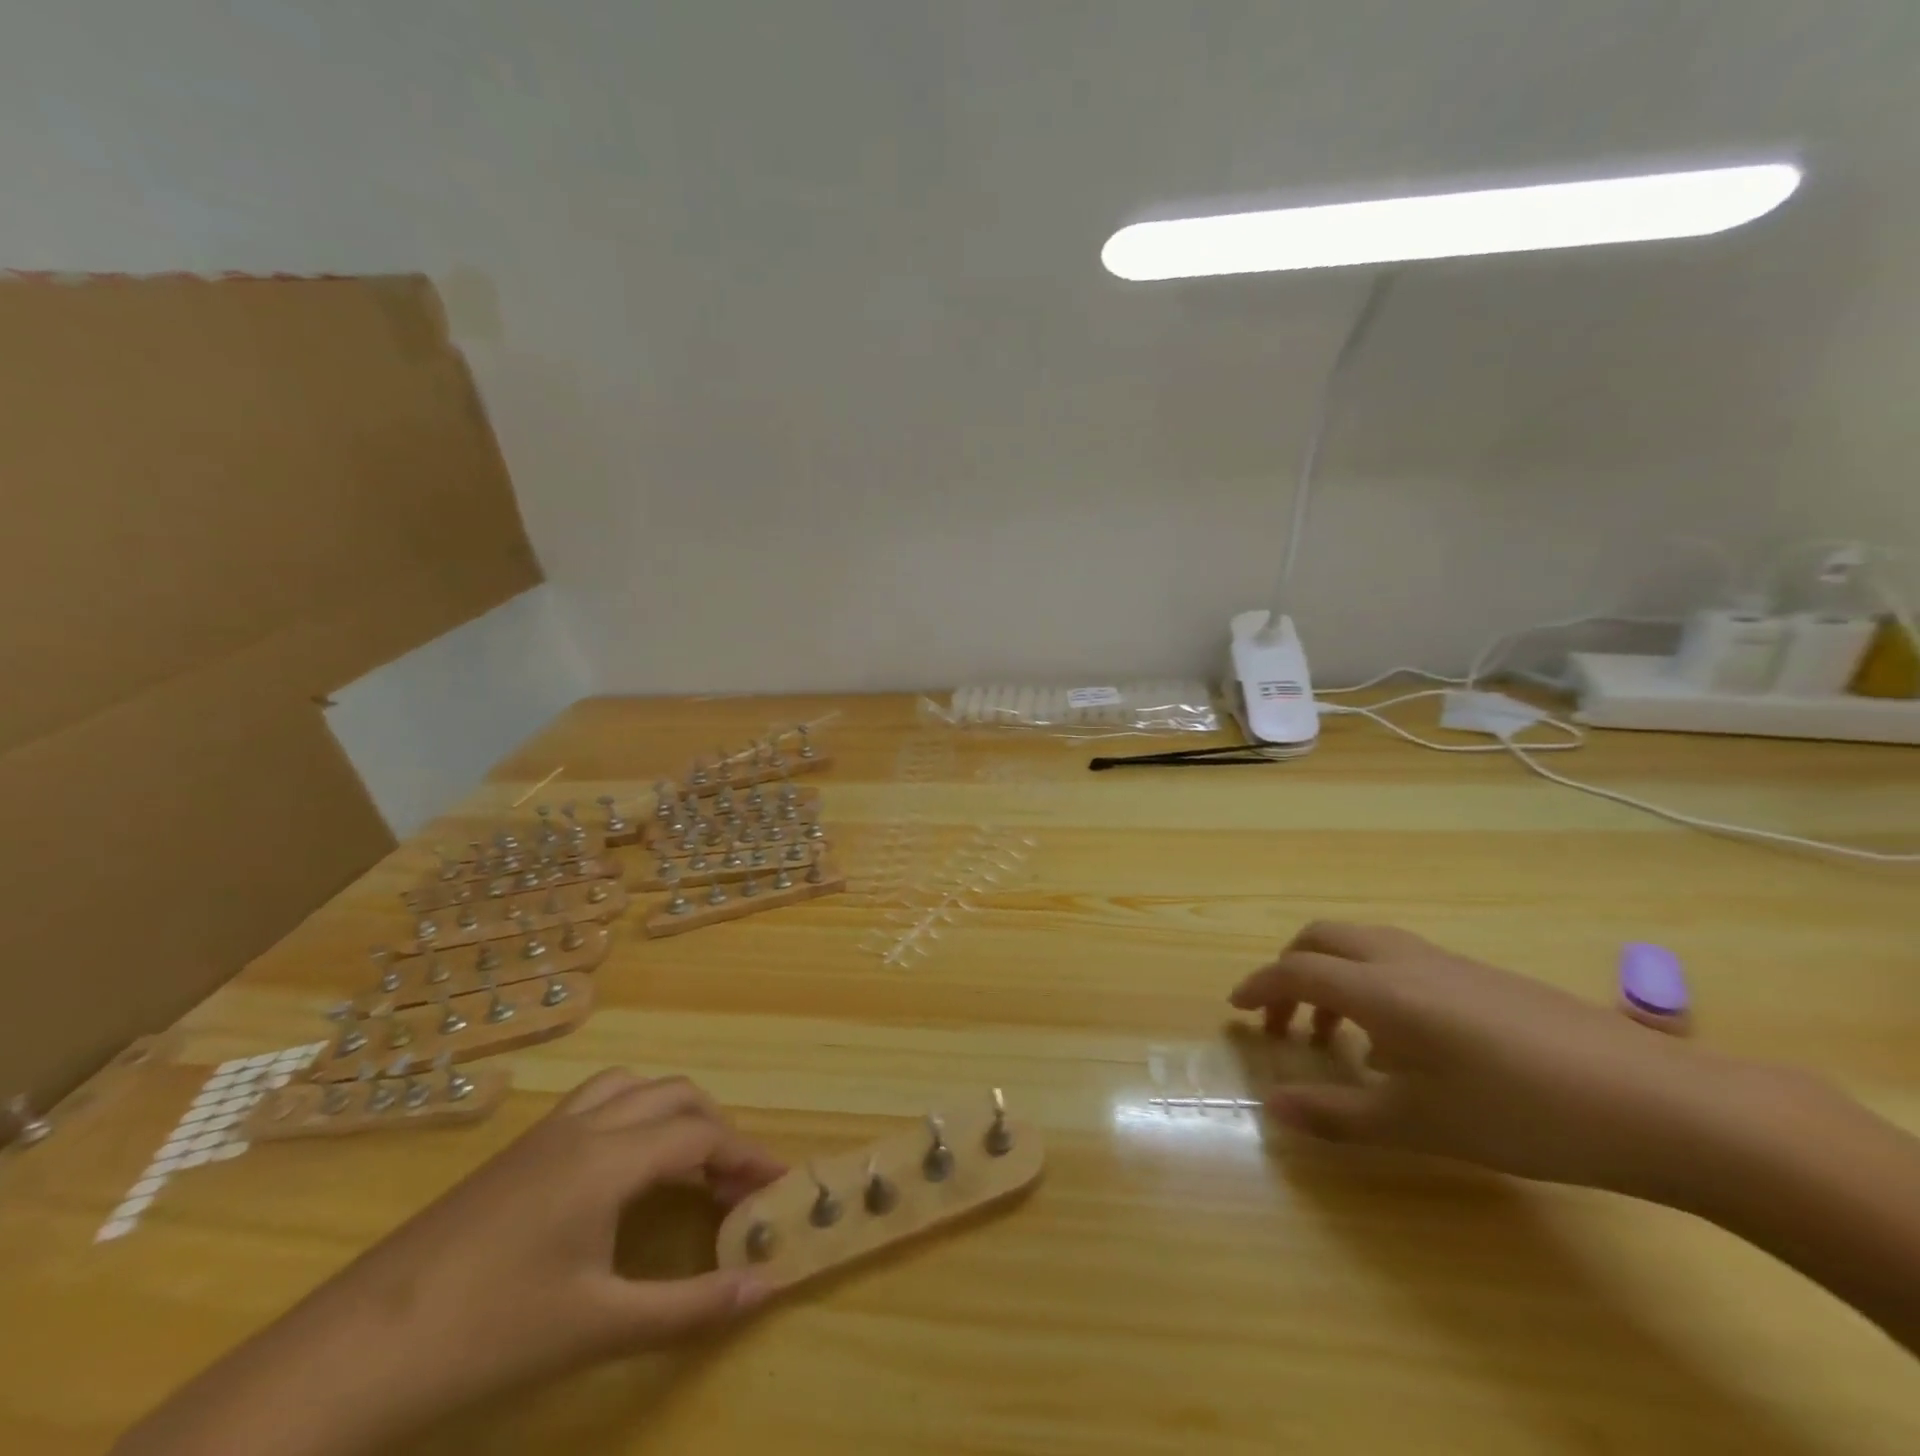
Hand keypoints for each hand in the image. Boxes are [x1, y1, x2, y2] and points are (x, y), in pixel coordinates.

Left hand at [334, 1069, 783, 1391]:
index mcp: (611, 1157)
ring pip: (632, 1088)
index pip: (703, 1135)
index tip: (780, 1185)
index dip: (749, 1156)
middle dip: (716, 1129)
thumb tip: (768, 1287)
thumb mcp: (599, 1327)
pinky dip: (631, 1117)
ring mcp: (545, 1134)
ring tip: (685, 1165)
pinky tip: (620, 1171)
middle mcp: (586, 1126)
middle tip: (735, 1183)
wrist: (349, 1358)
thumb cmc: (487, 1337)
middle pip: (674, 1096)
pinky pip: (595, 1104)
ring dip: (671, 1113)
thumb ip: (691, 1306)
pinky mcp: (516, 1153)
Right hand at [1228, 921, 1744, 1197]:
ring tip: (1337, 1033)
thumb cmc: (1521, 1113)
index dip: (1259, 987)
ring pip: (1364, 944)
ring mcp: (1448, 962)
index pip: (1296, 970)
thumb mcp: (1420, 1125)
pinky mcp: (1483, 976)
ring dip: (1332, 973)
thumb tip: (1272, 1109)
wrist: (1657, 1103)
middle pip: (1323, 938)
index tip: (1235, 1009)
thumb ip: (1338, 1115)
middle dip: (1289, 968)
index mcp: (1380, 988)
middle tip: (1281, 1018)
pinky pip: (1401, 959)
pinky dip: (1372, 981)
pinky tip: (1403, 1040)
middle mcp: (1404, 960)